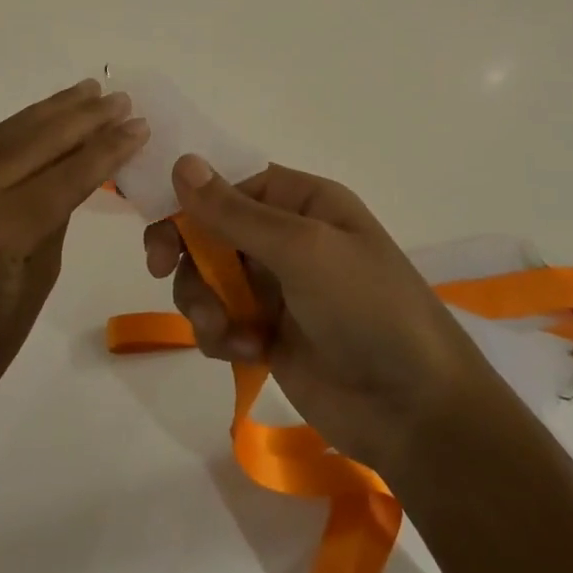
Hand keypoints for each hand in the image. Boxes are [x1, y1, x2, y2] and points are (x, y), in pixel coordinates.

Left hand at [0, 79, 149, 425]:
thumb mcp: (39, 280)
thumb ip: (58, 215)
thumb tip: (80, 167)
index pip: (62, 177)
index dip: (105, 149)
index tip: (139, 124)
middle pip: (30, 142)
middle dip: (81, 117)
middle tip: (118, 98)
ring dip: (47, 113)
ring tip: (85, 92)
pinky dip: (10, 135)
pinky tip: (38, 121)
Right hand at [144, 156, 497, 476]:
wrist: (415, 410)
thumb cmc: (366, 308)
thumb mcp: (302, 250)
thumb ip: (235, 211)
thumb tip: (183, 162)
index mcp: (303, 202)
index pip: (231, 182)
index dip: (190, 196)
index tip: (157, 221)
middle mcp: (288, 238)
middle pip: (211, 228)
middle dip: (186, 251)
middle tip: (158, 266)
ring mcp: (278, 288)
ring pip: (209, 276)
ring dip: (202, 300)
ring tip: (223, 330)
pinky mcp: (269, 333)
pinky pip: (222, 319)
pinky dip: (223, 333)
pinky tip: (249, 351)